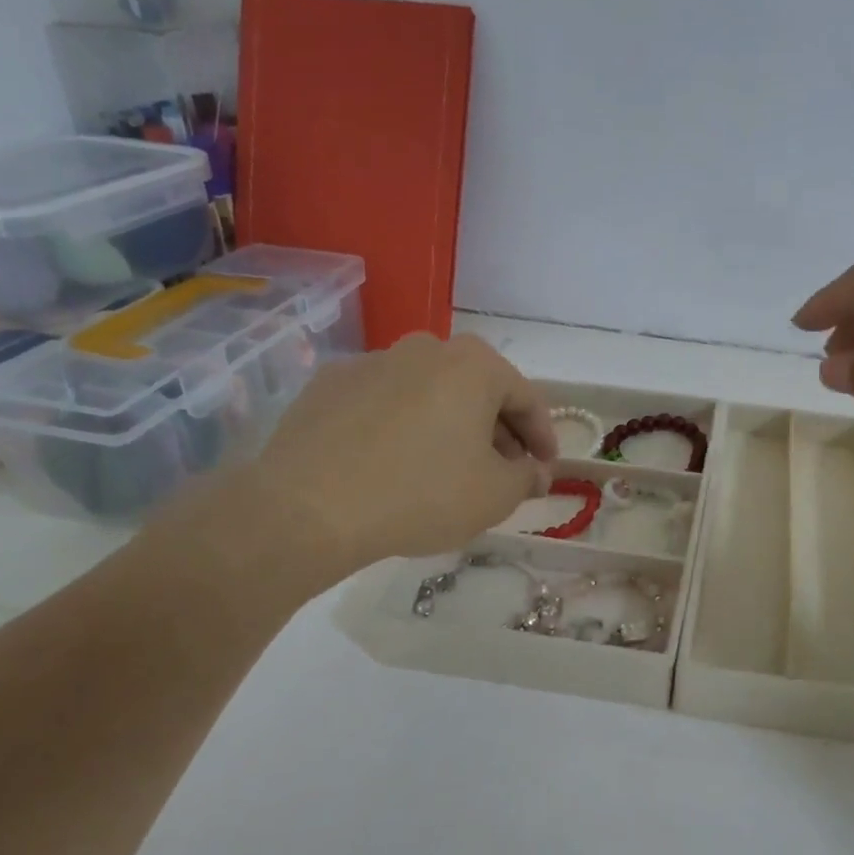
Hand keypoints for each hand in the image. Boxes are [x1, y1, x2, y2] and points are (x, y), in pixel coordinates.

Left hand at [214, 333, 556, 587]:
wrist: (308, 507)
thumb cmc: (421, 494)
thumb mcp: (494, 496)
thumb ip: (527, 478)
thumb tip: (535, 472)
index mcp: (474, 364)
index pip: (527, 399)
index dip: (543, 437)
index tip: (545, 468)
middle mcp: (425, 347)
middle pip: (477, 390)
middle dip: (497, 431)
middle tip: (502, 471)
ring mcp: (372, 361)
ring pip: (430, 393)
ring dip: (449, 426)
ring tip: (447, 469)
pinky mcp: (329, 384)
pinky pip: (384, 403)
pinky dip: (401, 426)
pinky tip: (394, 464)